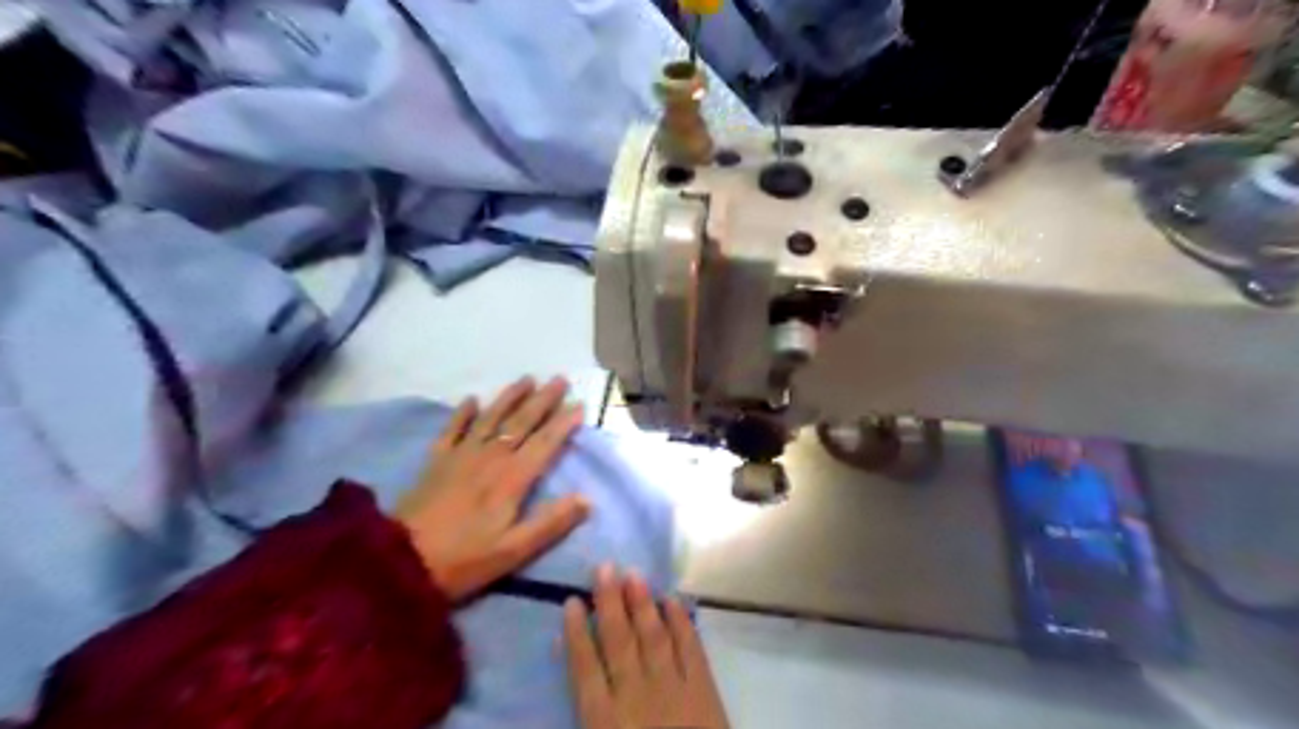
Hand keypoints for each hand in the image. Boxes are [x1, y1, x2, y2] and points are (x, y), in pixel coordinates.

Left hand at [395, 375, 590, 603]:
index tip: (580, 405)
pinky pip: (452, 429)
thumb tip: (587, 499)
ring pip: (491, 418)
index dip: (563, 423)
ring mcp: (461, 455)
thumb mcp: (514, 551)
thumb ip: (552, 523)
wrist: (400, 563)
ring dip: (510, 397)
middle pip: (521, 422)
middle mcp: (490, 457)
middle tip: (560, 379)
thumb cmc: (464, 560)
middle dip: (543, 400)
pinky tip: (471, 399)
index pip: (545, 443)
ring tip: (527, 379)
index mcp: (512, 478)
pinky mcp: (436, 461)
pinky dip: (463, 413)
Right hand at [564, 567, 729, 728]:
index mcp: (606, 722)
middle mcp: (636, 696)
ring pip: (653, 637)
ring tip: (634, 574)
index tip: (571, 602)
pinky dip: (683, 624)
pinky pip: (692, 650)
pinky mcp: (705, 691)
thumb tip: (578, 682)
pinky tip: (674, 601)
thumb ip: (592, 712)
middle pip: (619, 642)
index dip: (577, 634)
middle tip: (603, 567)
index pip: (586, 669)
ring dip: (643, 605)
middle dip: (610, 603)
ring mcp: (674, 689)